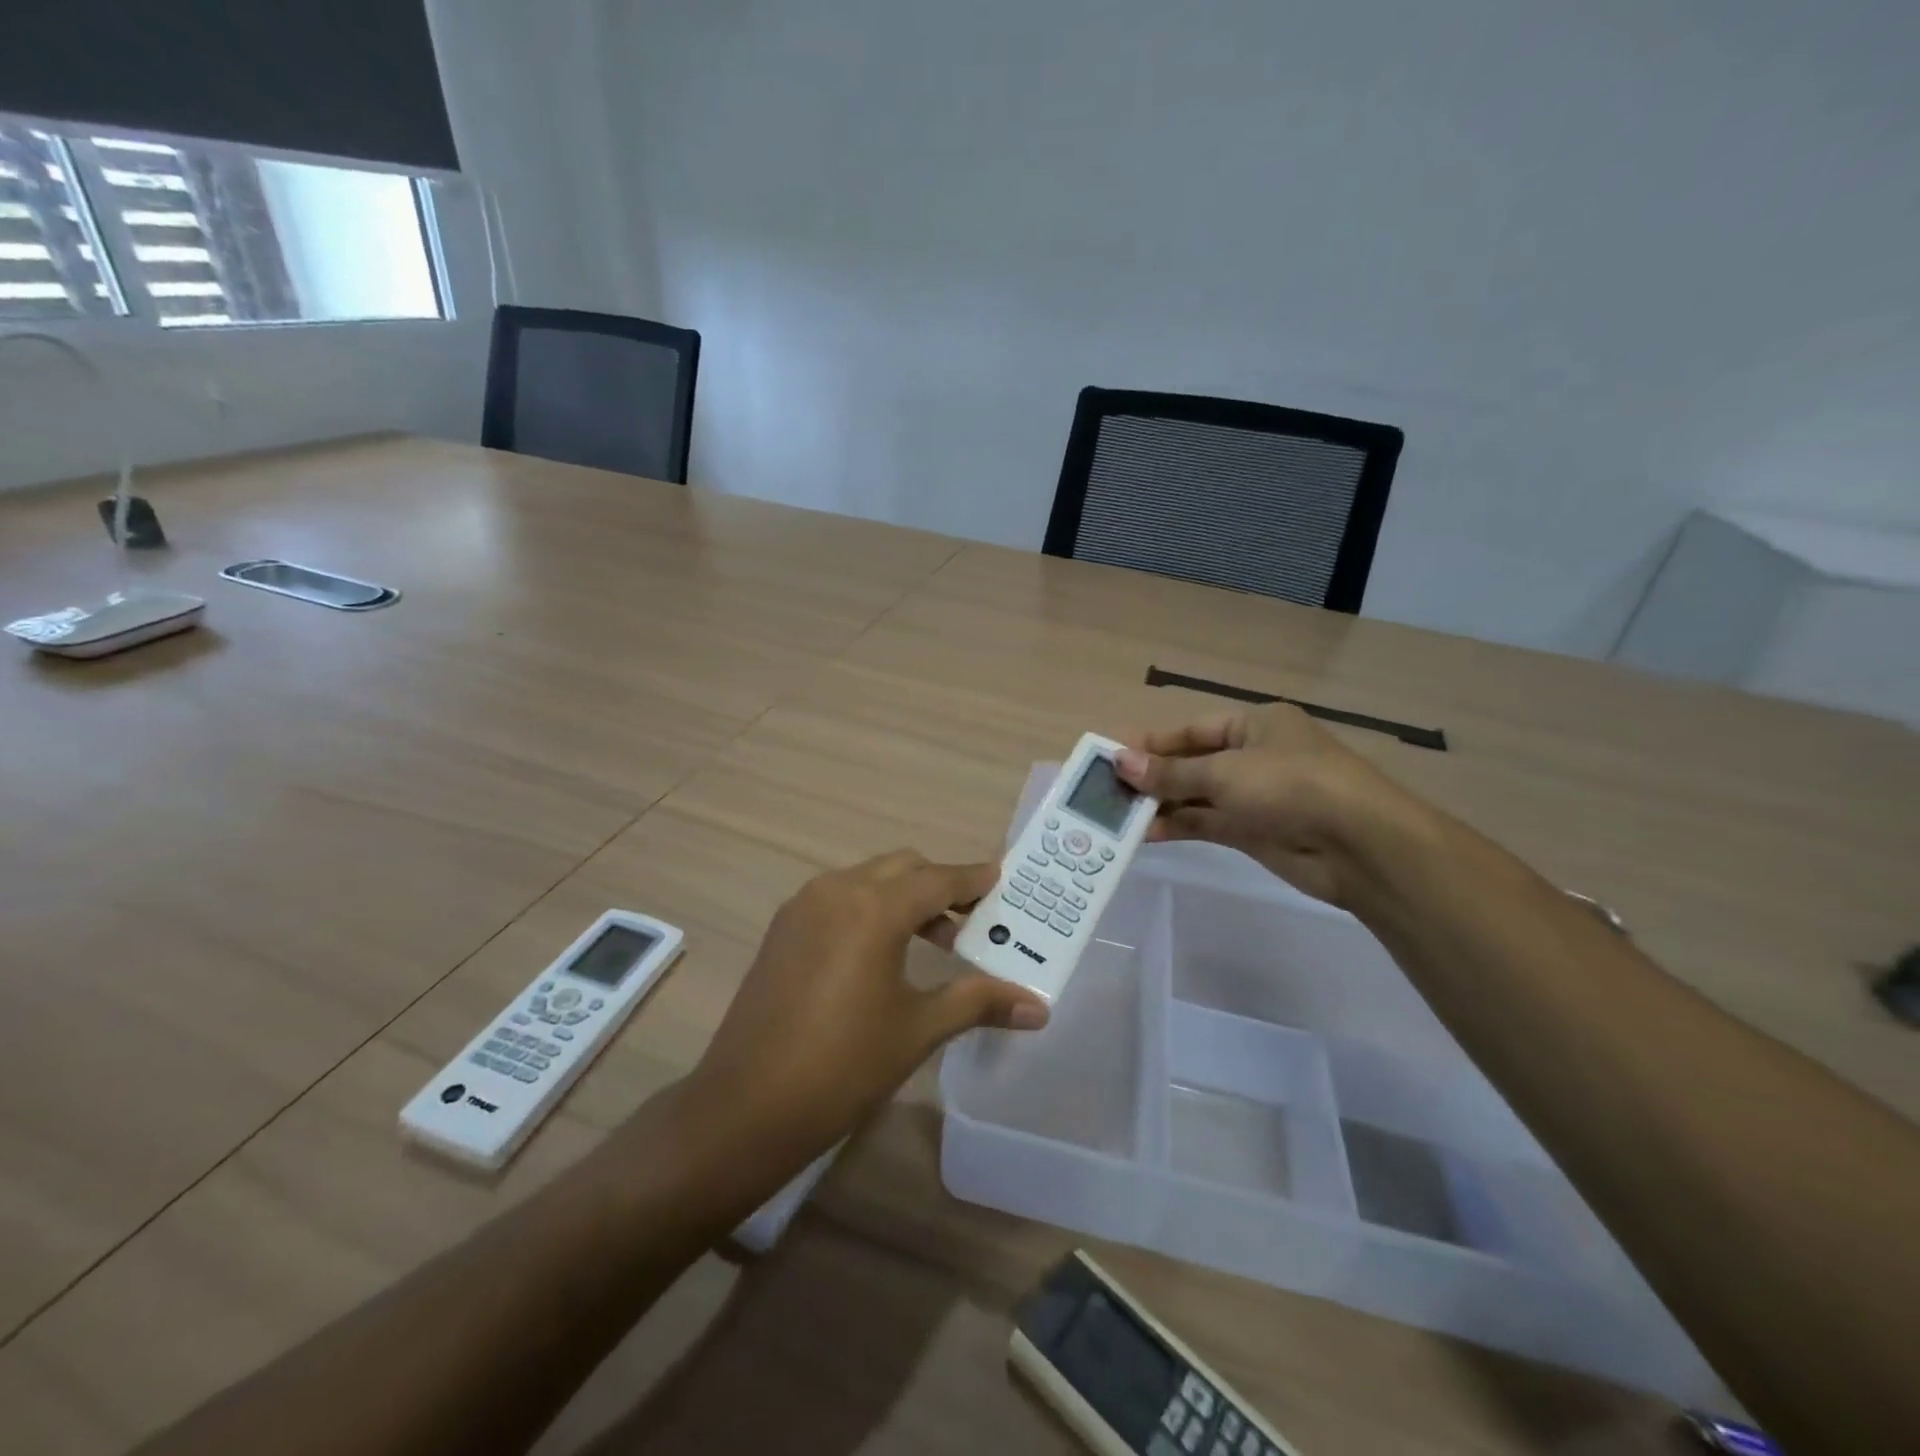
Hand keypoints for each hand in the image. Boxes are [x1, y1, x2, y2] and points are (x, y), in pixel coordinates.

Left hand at [688, 851, 1049, 1155]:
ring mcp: (804, 906)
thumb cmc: (844, 1066)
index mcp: (874, 908)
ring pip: (869, 878)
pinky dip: (871, 907)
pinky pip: (840, 897)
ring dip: (905, 896)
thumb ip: (978, 1002)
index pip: (938, 879)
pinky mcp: (783, 927)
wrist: (746, 1106)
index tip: (1001, 880)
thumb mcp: (918, 1029)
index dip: (973, 880)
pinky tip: (882, 952)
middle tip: (974, 919)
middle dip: (941, 885)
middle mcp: (837, 890)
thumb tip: (1039, 1007)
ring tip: (935, 939)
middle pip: (903, 868)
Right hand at [1114, 706, 1425, 907]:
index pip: (1191, 730)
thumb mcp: (1225, 772)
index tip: (1111, 756)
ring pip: (1197, 795)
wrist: (1359, 845)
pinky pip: (1207, 823)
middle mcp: (1254, 755)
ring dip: (1161, 803)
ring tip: (1116, 813)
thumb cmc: (1292, 786)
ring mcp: (1255, 796)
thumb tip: (1120, 763)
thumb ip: (1171, 772)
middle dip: (1152, 776)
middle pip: (1192, 762)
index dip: (1151, 743)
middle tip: (1106, 789)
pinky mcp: (1255, 831)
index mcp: (1254, 724)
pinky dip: (1178, 826)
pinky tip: (1144, 833)